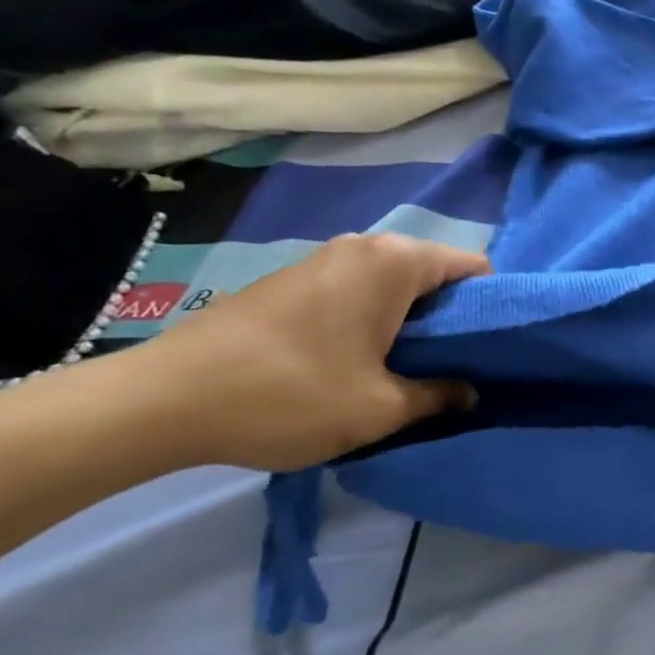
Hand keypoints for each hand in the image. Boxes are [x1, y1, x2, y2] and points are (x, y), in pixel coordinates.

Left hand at [136, 233, 489, 471]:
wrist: (161, 400)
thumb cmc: (289, 395)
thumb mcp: (380, 409)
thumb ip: (440, 395)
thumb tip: (470, 391)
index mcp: (396, 262)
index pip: (474, 267)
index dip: (493, 309)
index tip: (493, 351)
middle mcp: (364, 246)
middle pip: (435, 274)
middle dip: (452, 319)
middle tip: (454, 368)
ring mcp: (323, 258)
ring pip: (395, 284)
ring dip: (412, 322)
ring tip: (409, 369)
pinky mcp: (292, 279)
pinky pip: (359, 290)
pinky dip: (375, 319)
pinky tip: (359, 361)